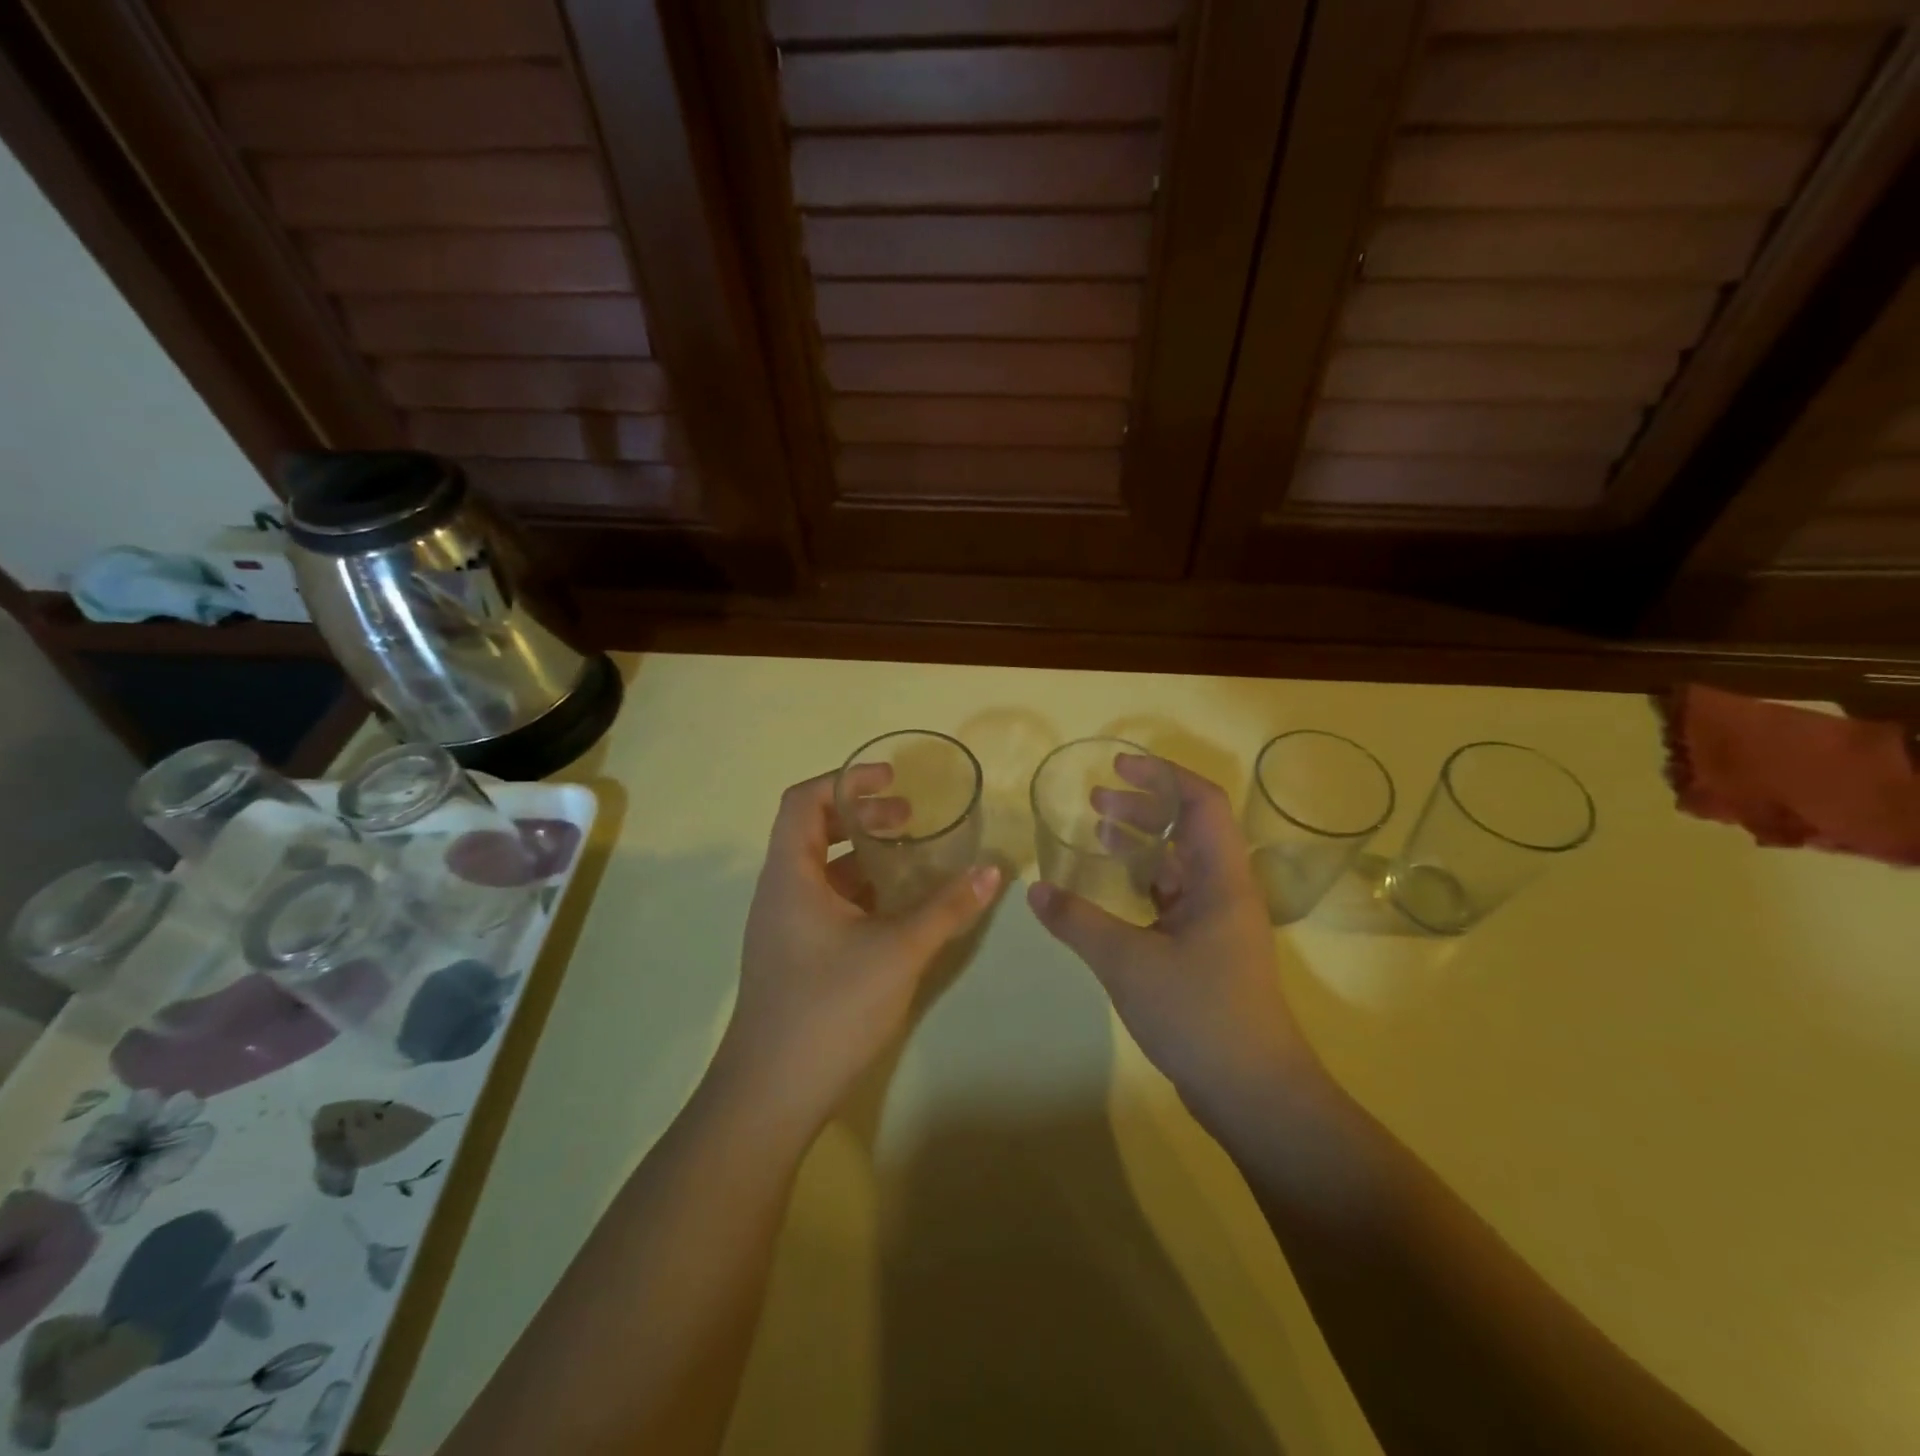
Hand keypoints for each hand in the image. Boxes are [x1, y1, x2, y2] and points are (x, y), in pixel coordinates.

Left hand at [717, 767, 1001, 1131]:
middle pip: (812, 830)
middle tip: (910, 819)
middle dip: (862, 816)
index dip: (846, 780)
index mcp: (790, 875)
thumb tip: (993, 870)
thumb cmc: (829, 1008)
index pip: (804, 801)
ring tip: (911, 859)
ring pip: (821, 871)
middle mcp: (779, 892)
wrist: (770, 1095)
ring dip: (863, 856)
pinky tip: (895, 910)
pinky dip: (859, 892)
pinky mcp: (793, 956)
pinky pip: (825, 903)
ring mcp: (783, 927)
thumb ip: (947, 908)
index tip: (892, 780)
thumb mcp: (898, 951)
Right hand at [1027, 756, 1315, 1124]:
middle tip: (1096, 802)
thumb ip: (1078, 921)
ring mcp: (1219, 923)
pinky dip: (1143, 883)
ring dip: (1142, 845)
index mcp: (1220, 879)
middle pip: (1188, 828)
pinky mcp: (1208, 951)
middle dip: (1143, 807)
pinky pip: (1174, 898)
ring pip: (1179, 865)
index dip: (1162, 776)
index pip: (1201, 802)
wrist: (1253, 1093)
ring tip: (1098, 835)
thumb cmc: (1199, 1013)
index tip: (1118, 767)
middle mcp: (1225, 891)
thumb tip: (1035, 890)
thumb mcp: (1127, 962)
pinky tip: (1112, 892)